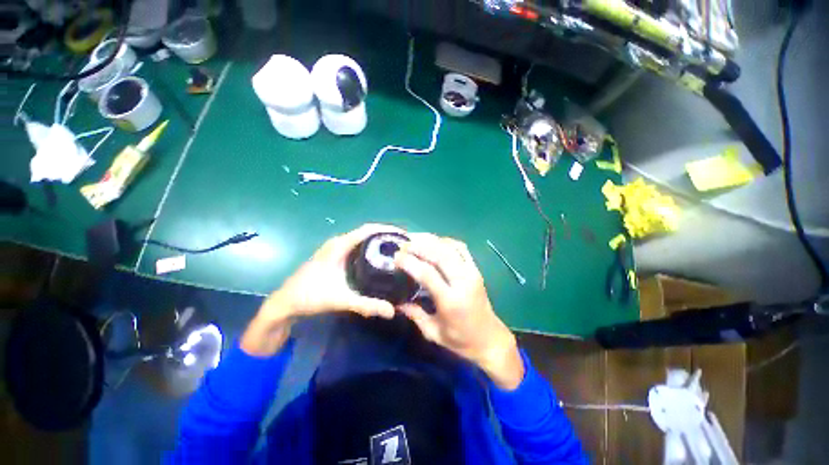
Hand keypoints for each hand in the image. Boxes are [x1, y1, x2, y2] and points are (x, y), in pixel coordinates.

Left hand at [241, 224, 397, 355]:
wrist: (284, 303)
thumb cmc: (310, 296)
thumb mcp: (341, 300)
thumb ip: (367, 305)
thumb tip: (392, 311)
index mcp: (339, 245)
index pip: (367, 229)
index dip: (386, 229)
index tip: (403, 235)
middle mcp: (338, 242)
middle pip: (367, 232)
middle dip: (386, 235)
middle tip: (404, 244)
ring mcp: (335, 248)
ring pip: (361, 238)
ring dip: (378, 240)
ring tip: (396, 249)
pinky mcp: (334, 255)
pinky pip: (357, 245)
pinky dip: (370, 247)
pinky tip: (378, 258)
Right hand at [394, 234, 524, 389]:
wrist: (490, 339)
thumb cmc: (461, 341)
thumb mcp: (433, 333)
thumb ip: (414, 315)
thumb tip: (395, 302)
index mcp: (451, 301)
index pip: (427, 273)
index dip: (410, 262)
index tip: (396, 257)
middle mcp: (463, 282)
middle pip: (439, 254)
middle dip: (419, 246)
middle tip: (403, 245)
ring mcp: (472, 273)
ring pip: (450, 247)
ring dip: (431, 240)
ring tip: (415, 239)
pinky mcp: (476, 269)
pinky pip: (461, 248)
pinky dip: (446, 241)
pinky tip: (434, 242)